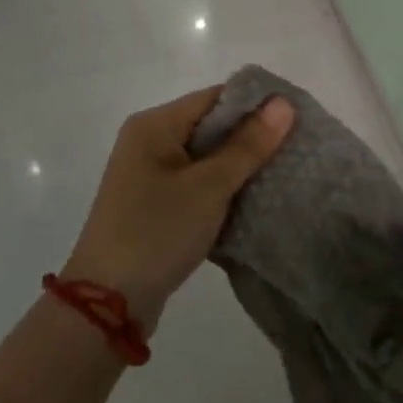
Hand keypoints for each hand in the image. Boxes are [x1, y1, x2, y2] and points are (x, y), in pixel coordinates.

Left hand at [62, 87, 293, 331]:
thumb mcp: (209, 186)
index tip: (296, 120)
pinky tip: (252, 201)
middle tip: (294, 149)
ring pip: (206, 159)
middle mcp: (148, 141)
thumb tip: (283, 102)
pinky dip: (222, 190)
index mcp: (155, 125)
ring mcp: (149, 176)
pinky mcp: (154, 206)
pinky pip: (196, 184)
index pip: (215, 98)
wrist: (106, 305)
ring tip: (281, 174)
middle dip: (251, 138)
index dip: (256, 105)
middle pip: (211, 126)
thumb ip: (248, 145)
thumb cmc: (157, 232)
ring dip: (239, 167)